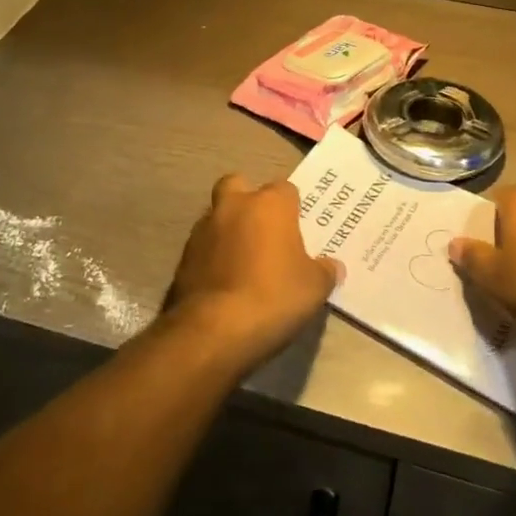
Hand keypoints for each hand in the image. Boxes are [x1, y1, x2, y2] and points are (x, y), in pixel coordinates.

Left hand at [163, 175, 341, 370]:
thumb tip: (332, 266)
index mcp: (269, 205)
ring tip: (243, 261)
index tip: (299, 230)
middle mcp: (233, 206)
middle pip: (239, 185)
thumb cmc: (274, 297)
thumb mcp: (314, 288)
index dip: (292, 207)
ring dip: (228, 230)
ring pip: (217, 215)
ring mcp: (203, 229)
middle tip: (264, 231)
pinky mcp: (183, 256)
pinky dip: (212, 256)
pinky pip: (203, 246)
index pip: (285, 189)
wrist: (215, 329)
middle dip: (249, 201)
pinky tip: (224, 282)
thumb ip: (324, 271)